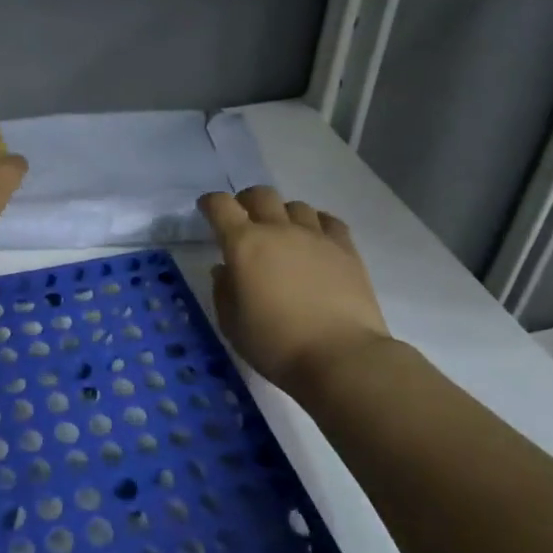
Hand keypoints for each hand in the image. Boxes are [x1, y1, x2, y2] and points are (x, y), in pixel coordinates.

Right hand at [198, 186, 390, 390]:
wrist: (340, 357)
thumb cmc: (275, 345)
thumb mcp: (232, 324)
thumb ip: (223, 291)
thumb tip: (225, 269)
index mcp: (244, 245)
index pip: (221, 206)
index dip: (210, 203)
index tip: (206, 210)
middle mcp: (279, 230)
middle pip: (260, 195)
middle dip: (246, 202)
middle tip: (243, 220)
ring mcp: (316, 236)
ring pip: (296, 205)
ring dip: (282, 214)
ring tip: (282, 234)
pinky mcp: (346, 249)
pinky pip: (328, 221)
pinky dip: (316, 223)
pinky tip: (315, 239)